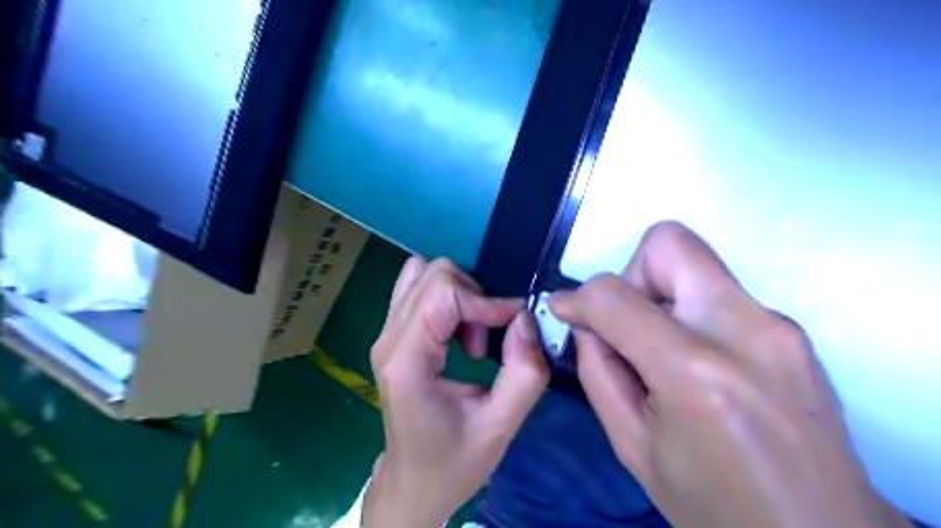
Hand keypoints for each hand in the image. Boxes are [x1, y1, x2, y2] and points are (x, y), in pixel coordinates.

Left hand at [361, 257, 553, 525]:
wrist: (413, 483)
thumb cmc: (453, 462)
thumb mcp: (500, 426)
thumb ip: (524, 372)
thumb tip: (525, 319)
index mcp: (407, 360)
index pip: (443, 292)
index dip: (486, 301)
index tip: (515, 324)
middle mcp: (388, 338)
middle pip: (432, 273)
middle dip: (472, 296)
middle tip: (486, 339)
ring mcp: (385, 334)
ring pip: (423, 274)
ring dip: (459, 294)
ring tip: (472, 335)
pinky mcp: (392, 336)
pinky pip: (418, 290)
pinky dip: (447, 299)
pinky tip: (458, 334)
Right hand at [553, 220, 911, 527]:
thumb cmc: (714, 505)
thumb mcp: (632, 445)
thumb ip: (598, 371)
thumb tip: (586, 322)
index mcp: (695, 374)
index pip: (614, 296)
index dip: (577, 297)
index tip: (566, 311)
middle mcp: (745, 331)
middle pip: (668, 243)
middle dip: (631, 274)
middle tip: (627, 323)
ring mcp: (778, 325)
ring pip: (695, 262)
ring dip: (660, 294)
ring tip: (660, 350)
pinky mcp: (791, 330)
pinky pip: (719, 292)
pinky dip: (689, 311)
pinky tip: (695, 361)